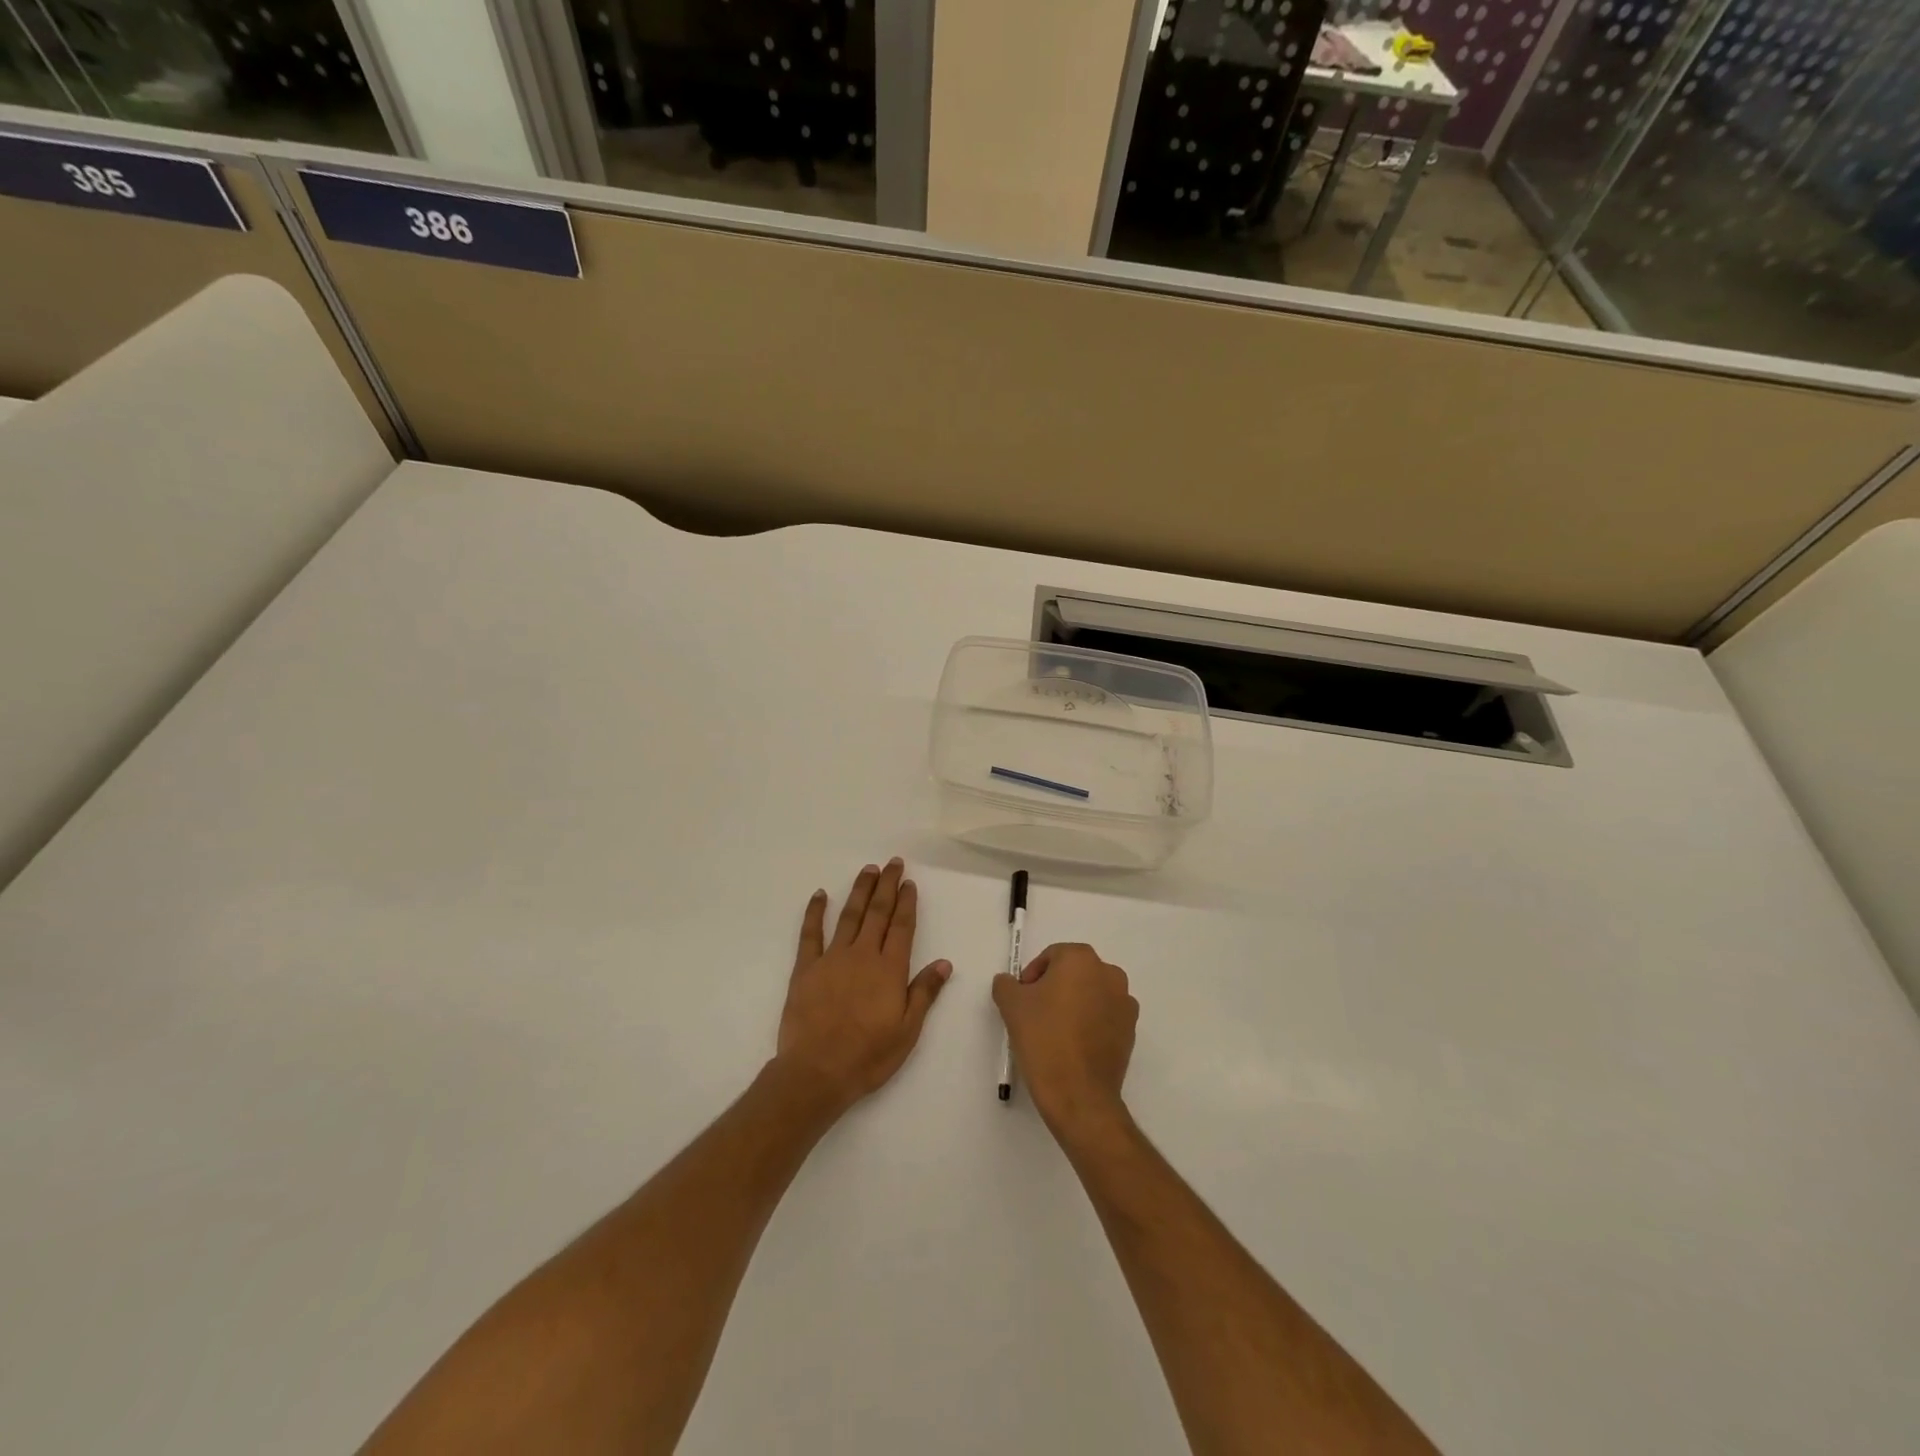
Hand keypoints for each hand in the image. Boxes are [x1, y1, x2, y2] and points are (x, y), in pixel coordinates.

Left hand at [775, 859, 952, 1117]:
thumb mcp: (907, 1031)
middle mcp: (863, 955)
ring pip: (849, 916)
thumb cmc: (868, 1056)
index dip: (906, 902)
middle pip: (878, 913)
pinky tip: (819, 895)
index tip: (909, 882)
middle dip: (887, 886)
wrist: (816, 1072)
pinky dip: (814, 912)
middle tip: (893, 863)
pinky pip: (810, 934)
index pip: (902, 927)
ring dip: (860, 891)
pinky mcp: (806, 968)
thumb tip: (944, 963)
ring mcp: (832, 958)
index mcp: (889, 969)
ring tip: (868, 870)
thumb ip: (924, 993)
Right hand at [992, 943, 1137, 1142]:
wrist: (1079, 1094)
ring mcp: (1125, 1002)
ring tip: (1054, 1031)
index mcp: (1081, 959)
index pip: (1051, 956)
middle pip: (1074, 972)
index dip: (1032, 975)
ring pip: (1091, 994)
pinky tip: (1073, 1046)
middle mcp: (1109, 973)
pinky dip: (1090, 1023)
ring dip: (1074, 1004)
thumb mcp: (1011, 1005)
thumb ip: (1006, 984)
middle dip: (1054, 987)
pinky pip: (1105, 1016)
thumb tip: (1010, 982)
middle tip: (1035, 1013)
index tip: (1022, 999)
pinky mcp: (1131, 1030)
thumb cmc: (1044, 1039)